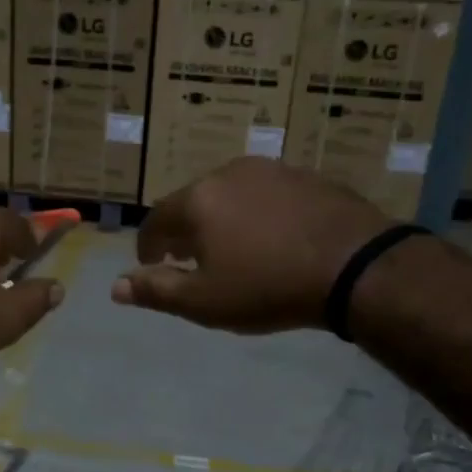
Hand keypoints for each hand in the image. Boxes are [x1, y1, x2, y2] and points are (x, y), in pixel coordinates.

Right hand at [111, 158, 388, 333]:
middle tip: (190, 259)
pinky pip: (266, 194)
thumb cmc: (268, 287)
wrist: (355, 266)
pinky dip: (257, 213)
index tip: (151, 265)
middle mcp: (228, 173)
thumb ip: (157, 291)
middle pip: (193, 202)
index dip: (147, 245)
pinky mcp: (306, 176)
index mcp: (198, 200)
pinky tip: (272, 237)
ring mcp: (271, 170)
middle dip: (185, 231)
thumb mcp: (205, 301)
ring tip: (232, 248)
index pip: (156, 220)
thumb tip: (116, 287)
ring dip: (221, 219)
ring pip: (230, 194)